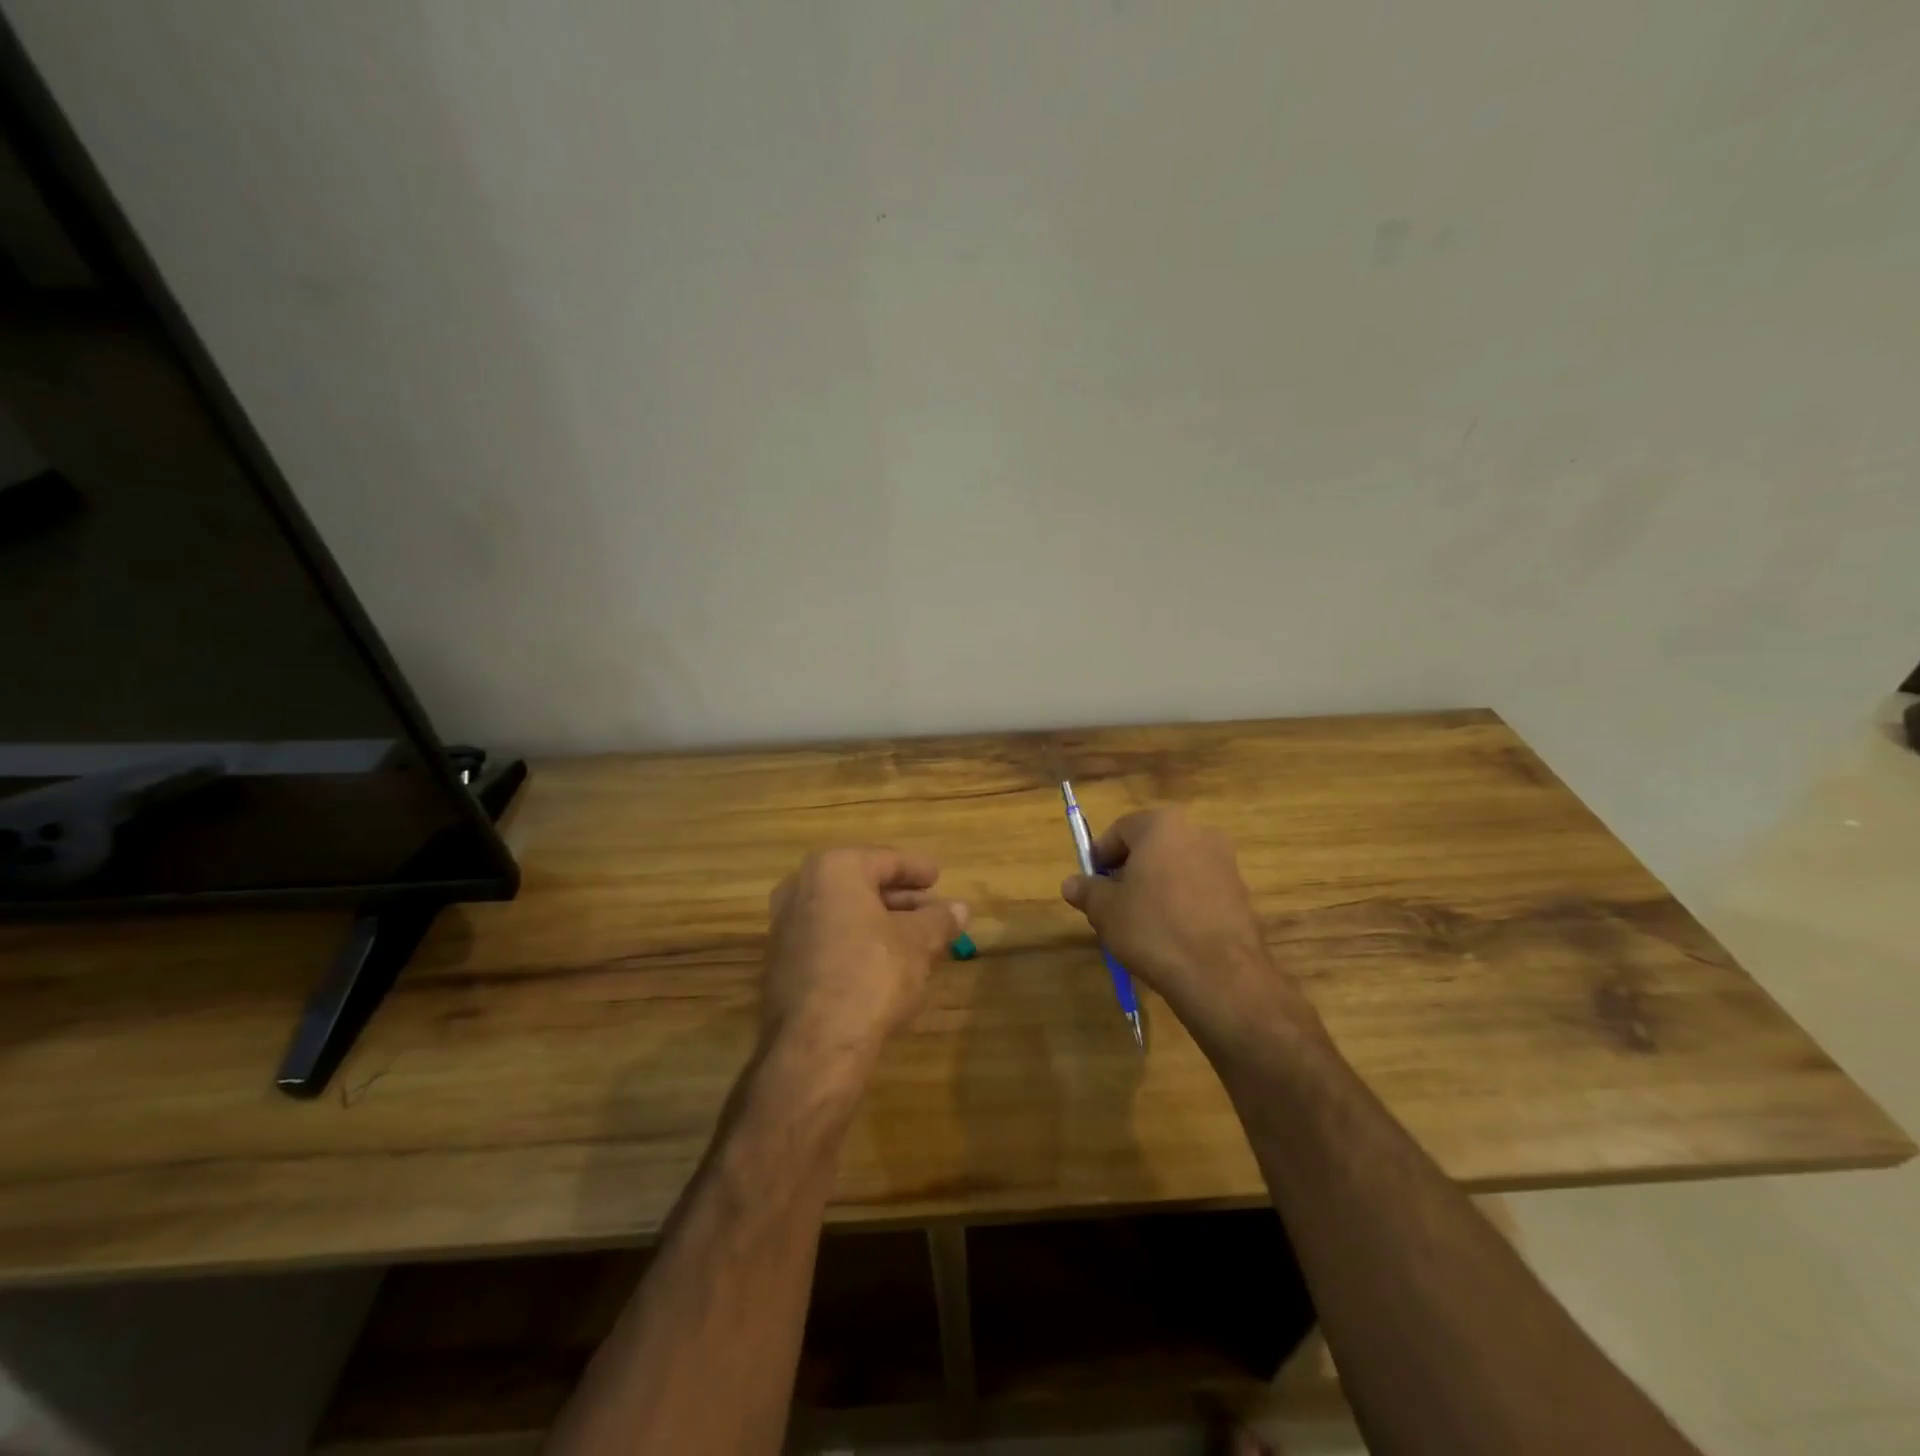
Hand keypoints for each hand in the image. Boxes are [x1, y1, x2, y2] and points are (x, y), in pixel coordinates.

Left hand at [761, 847, 966, 1067]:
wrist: (815, 1044)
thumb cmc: (871, 974)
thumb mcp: (918, 943)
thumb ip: (940, 920)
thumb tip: (961, 908)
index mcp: (834, 869)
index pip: (886, 860)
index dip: (917, 869)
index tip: (939, 876)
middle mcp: (802, 888)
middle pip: (863, 885)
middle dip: (901, 899)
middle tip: (933, 910)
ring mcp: (786, 926)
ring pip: (845, 913)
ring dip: (881, 922)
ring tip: (917, 937)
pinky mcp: (782, 962)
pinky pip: (829, 937)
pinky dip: (857, 941)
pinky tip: (885, 961)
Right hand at [1060, 809, 1307, 1043]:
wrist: (1220, 975)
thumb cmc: (1153, 928)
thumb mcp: (1105, 910)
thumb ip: (1087, 890)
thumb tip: (1071, 883)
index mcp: (1163, 825)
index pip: (1121, 830)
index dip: (1100, 856)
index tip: (1091, 884)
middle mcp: (1198, 833)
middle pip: (1152, 847)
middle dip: (1130, 871)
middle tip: (1112, 903)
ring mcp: (1225, 863)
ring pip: (1176, 868)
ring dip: (1156, 887)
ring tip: (1140, 923)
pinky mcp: (1241, 893)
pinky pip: (1199, 890)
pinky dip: (1182, 903)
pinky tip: (1171, 935)